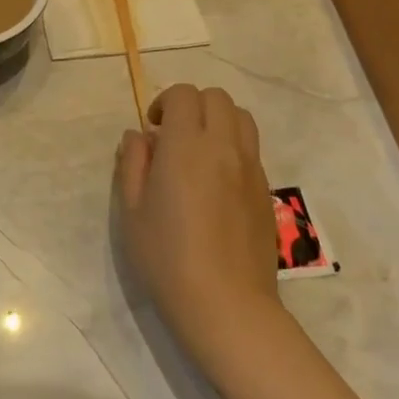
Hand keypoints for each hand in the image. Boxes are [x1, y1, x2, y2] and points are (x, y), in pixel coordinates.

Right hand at [117, 84, 285, 372]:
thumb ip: (133, 163)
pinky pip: (252, 149)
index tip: (153, 129)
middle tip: (173, 137)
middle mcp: (224, 147)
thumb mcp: (132, 210)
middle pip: (217, 97)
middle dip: (192, 105)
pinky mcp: (266, 191)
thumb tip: (138, 136)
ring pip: (242, 118)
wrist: (225, 303)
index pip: (184, 95)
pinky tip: (216, 182)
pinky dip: (233, 147)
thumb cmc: (167, 257)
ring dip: (218, 121)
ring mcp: (251, 168)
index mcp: (187, 147)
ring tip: (198, 152)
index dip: (165, 102)